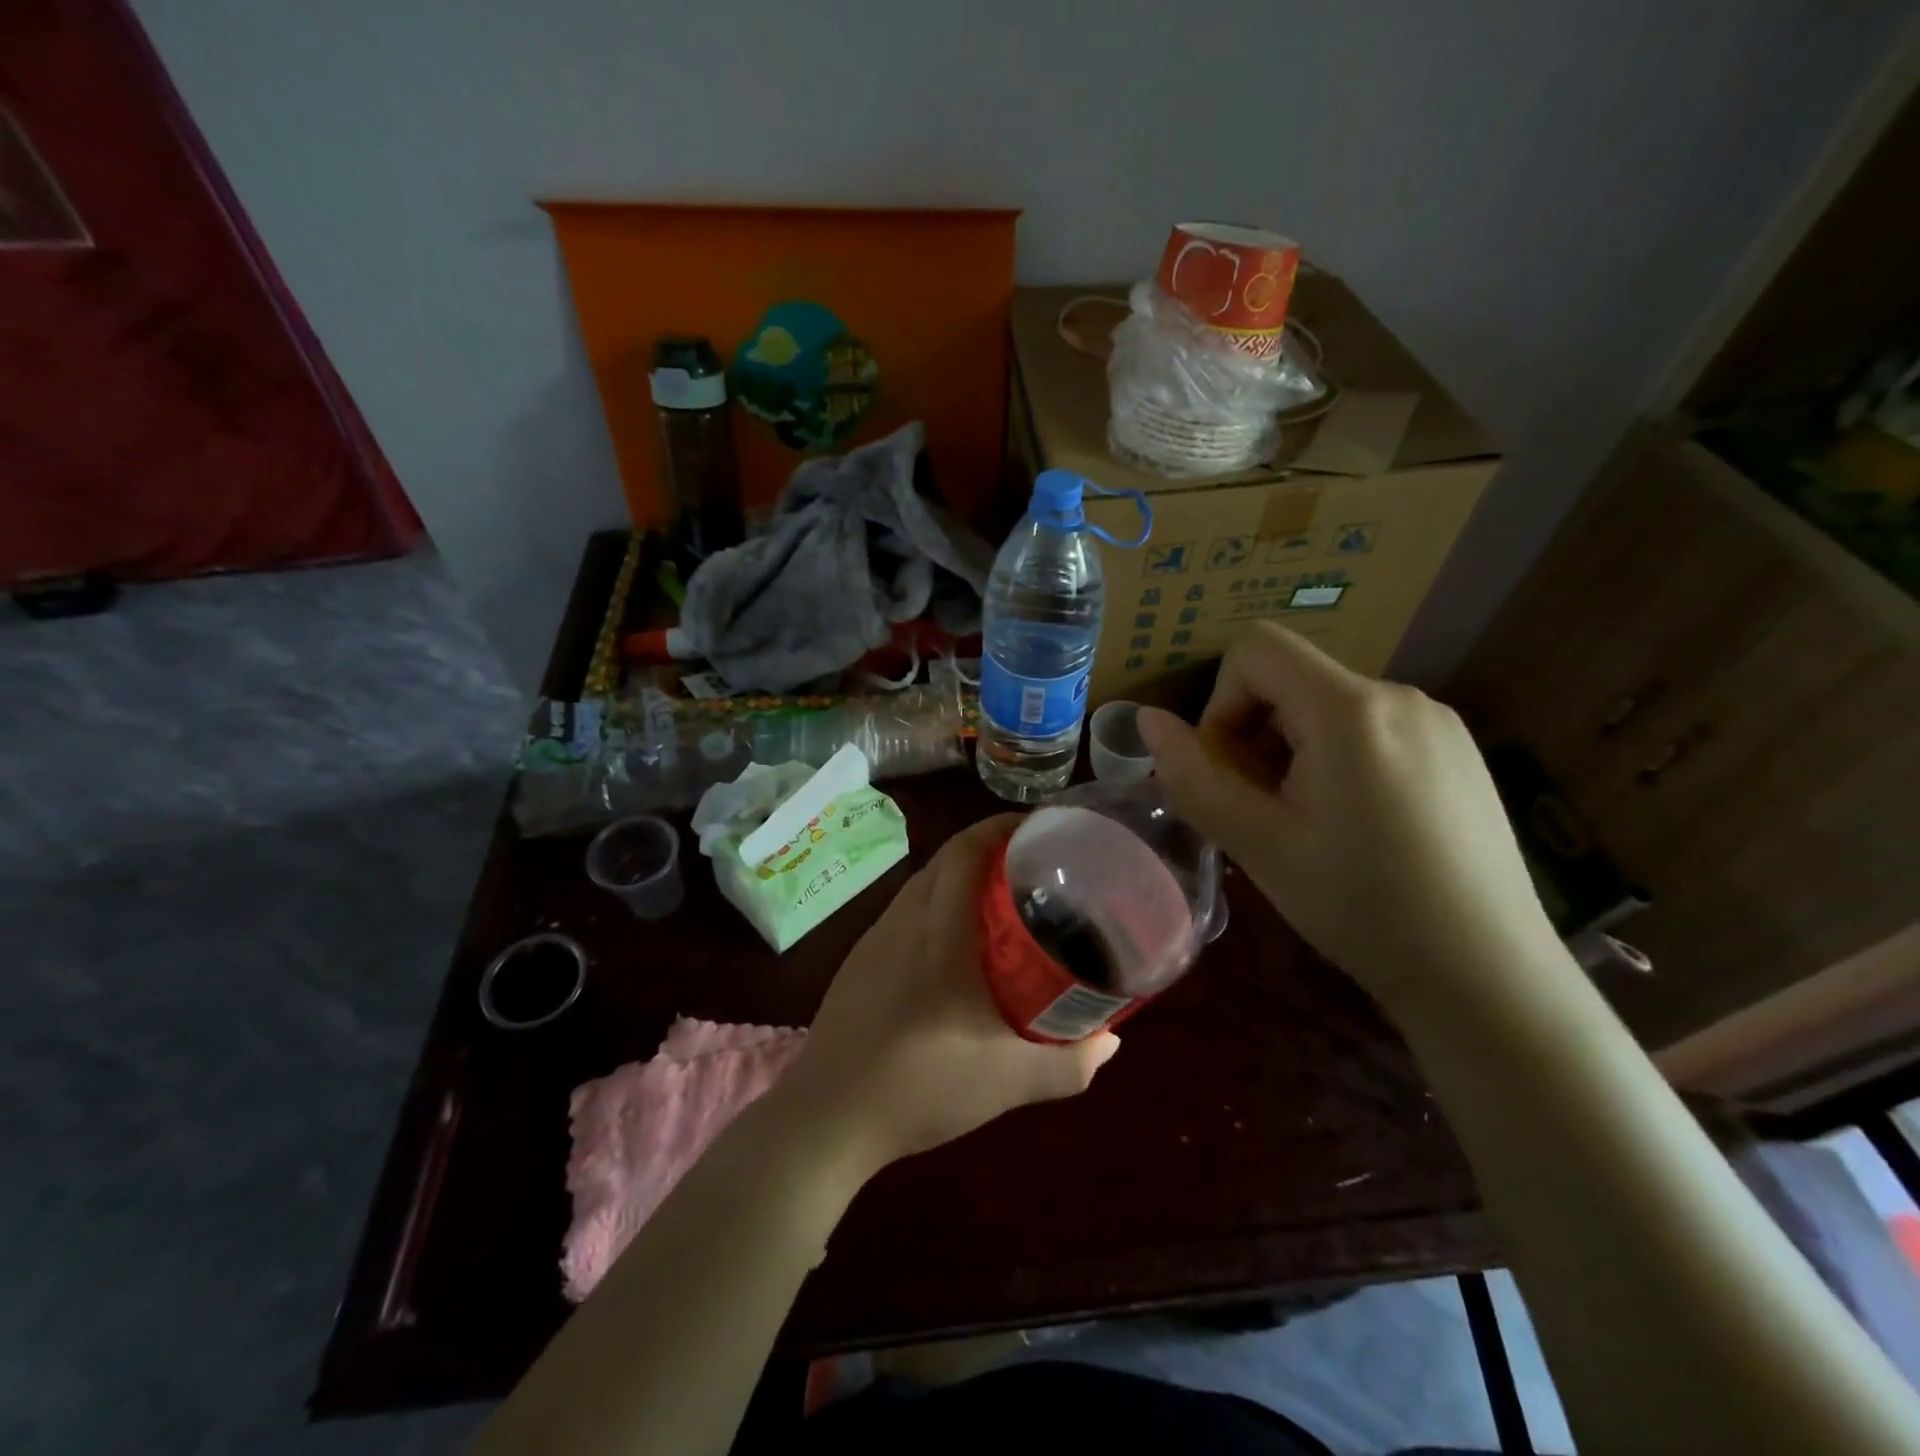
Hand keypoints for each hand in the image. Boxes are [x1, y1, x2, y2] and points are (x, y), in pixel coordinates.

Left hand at [780, 816, 1120, 1173]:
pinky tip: (952, 943)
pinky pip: (904, 910)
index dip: (1000, 827)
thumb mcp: (1009, 1083)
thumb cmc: (921, 1088)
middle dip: (988, 847)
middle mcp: (904, 921)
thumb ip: (1069, 1064)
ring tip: (999, 898)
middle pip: (945, 859)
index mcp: (940, 933)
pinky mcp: (858, 961)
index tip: (1038, 828)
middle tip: (1033, 864)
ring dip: (959, 875)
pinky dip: (935, 903)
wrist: (827, 1118)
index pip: (965, 851)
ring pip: (922, 883)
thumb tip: (1112, 1043)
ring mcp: (875, 939)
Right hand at [1138, 622, 1565, 1014]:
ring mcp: (1438, 722)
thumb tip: (1148, 720)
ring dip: (1294, 751)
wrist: (1488, 977)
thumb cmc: (1361, 908)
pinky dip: (1338, 759)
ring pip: (1329, 707)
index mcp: (1350, 709)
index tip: (1230, 771)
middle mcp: (1400, 696)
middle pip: (1291, 680)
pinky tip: (1359, 828)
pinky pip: (1372, 728)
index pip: (1255, 649)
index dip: (1221, 702)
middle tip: (1265, 813)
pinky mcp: (1458, 751)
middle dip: (1256, 735)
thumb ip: (1193, 777)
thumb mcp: (1258, 845)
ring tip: (1310, 826)